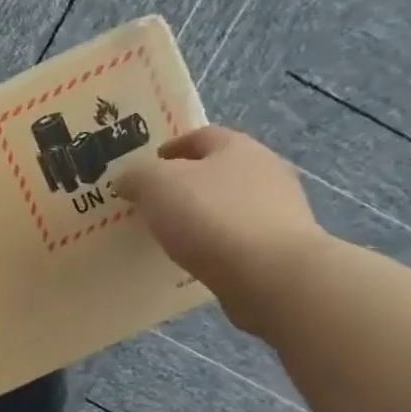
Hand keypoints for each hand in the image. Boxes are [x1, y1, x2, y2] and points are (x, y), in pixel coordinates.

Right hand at [110, 126, 326, 334]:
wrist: (272, 275)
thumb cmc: (211, 216)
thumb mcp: (156, 185)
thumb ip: (136, 176)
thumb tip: (128, 179)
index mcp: (236, 147)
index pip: (200, 136)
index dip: (170, 148)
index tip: (145, 170)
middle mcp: (265, 171)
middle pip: (219, 170)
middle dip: (187, 184)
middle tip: (155, 204)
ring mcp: (280, 210)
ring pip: (230, 205)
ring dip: (204, 216)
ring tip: (174, 236)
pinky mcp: (282, 247)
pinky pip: (240, 239)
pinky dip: (218, 244)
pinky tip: (199, 260)